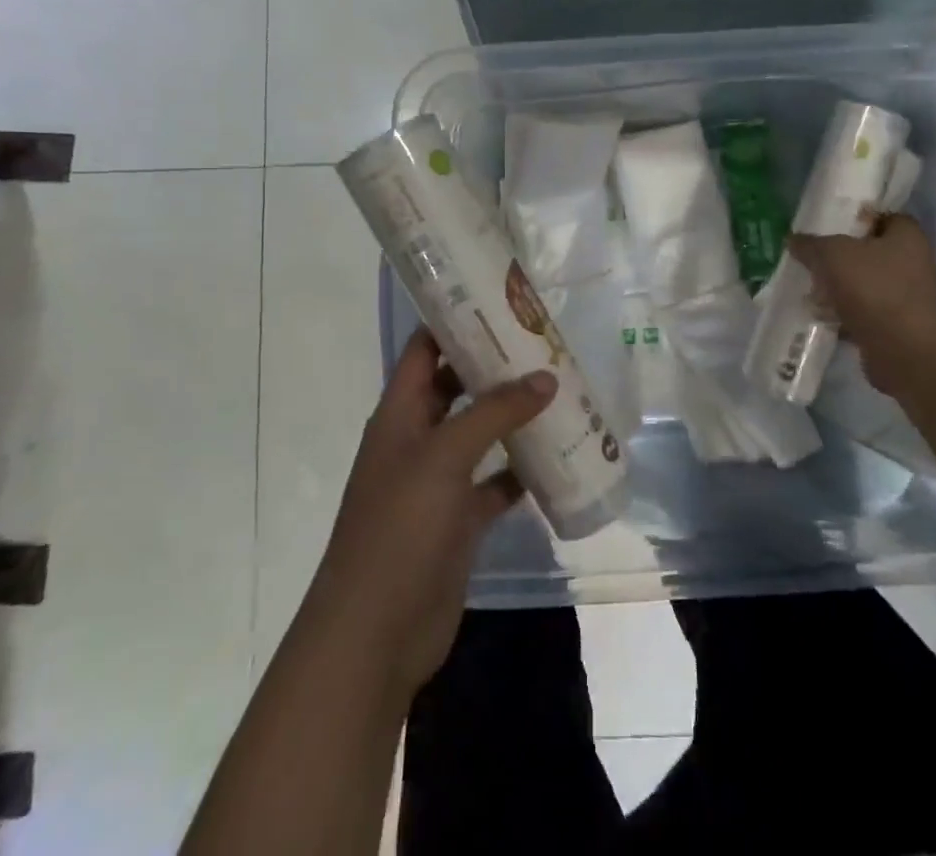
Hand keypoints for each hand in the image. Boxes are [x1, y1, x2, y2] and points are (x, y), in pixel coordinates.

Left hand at [302, 330, 553, 700]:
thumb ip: (495, 412)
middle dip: (496, 366)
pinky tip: (557, 456)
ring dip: (513, 416)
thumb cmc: (400, 527)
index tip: (501, 301)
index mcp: (400, 413)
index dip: (456, 321)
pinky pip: (495, 482)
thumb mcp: (445, 456)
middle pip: (457, 387)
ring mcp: (437, 482)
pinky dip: (521, 469)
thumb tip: (546, 377)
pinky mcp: (458, 520)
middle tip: (544, 344)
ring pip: (480, 434)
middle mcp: (417, 439)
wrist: (375, 634)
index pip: (425, 349)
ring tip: (560, 389)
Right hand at [790, 214, 935, 392]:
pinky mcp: (898, 325)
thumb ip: (811, 244)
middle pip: (871, 251)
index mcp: (908, 237)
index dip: (856, 218)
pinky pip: (866, 311)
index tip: (829, 225)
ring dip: (840, 286)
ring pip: (866, 283)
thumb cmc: (873, 289)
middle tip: (813, 258)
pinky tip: (820, 315)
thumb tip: (793, 239)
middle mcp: (914, 263)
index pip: (883, 216)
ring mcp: (908, 297)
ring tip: (810, 289)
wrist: (902, 350)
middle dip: (841, 256)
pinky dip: (845, 312)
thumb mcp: (832, 255)